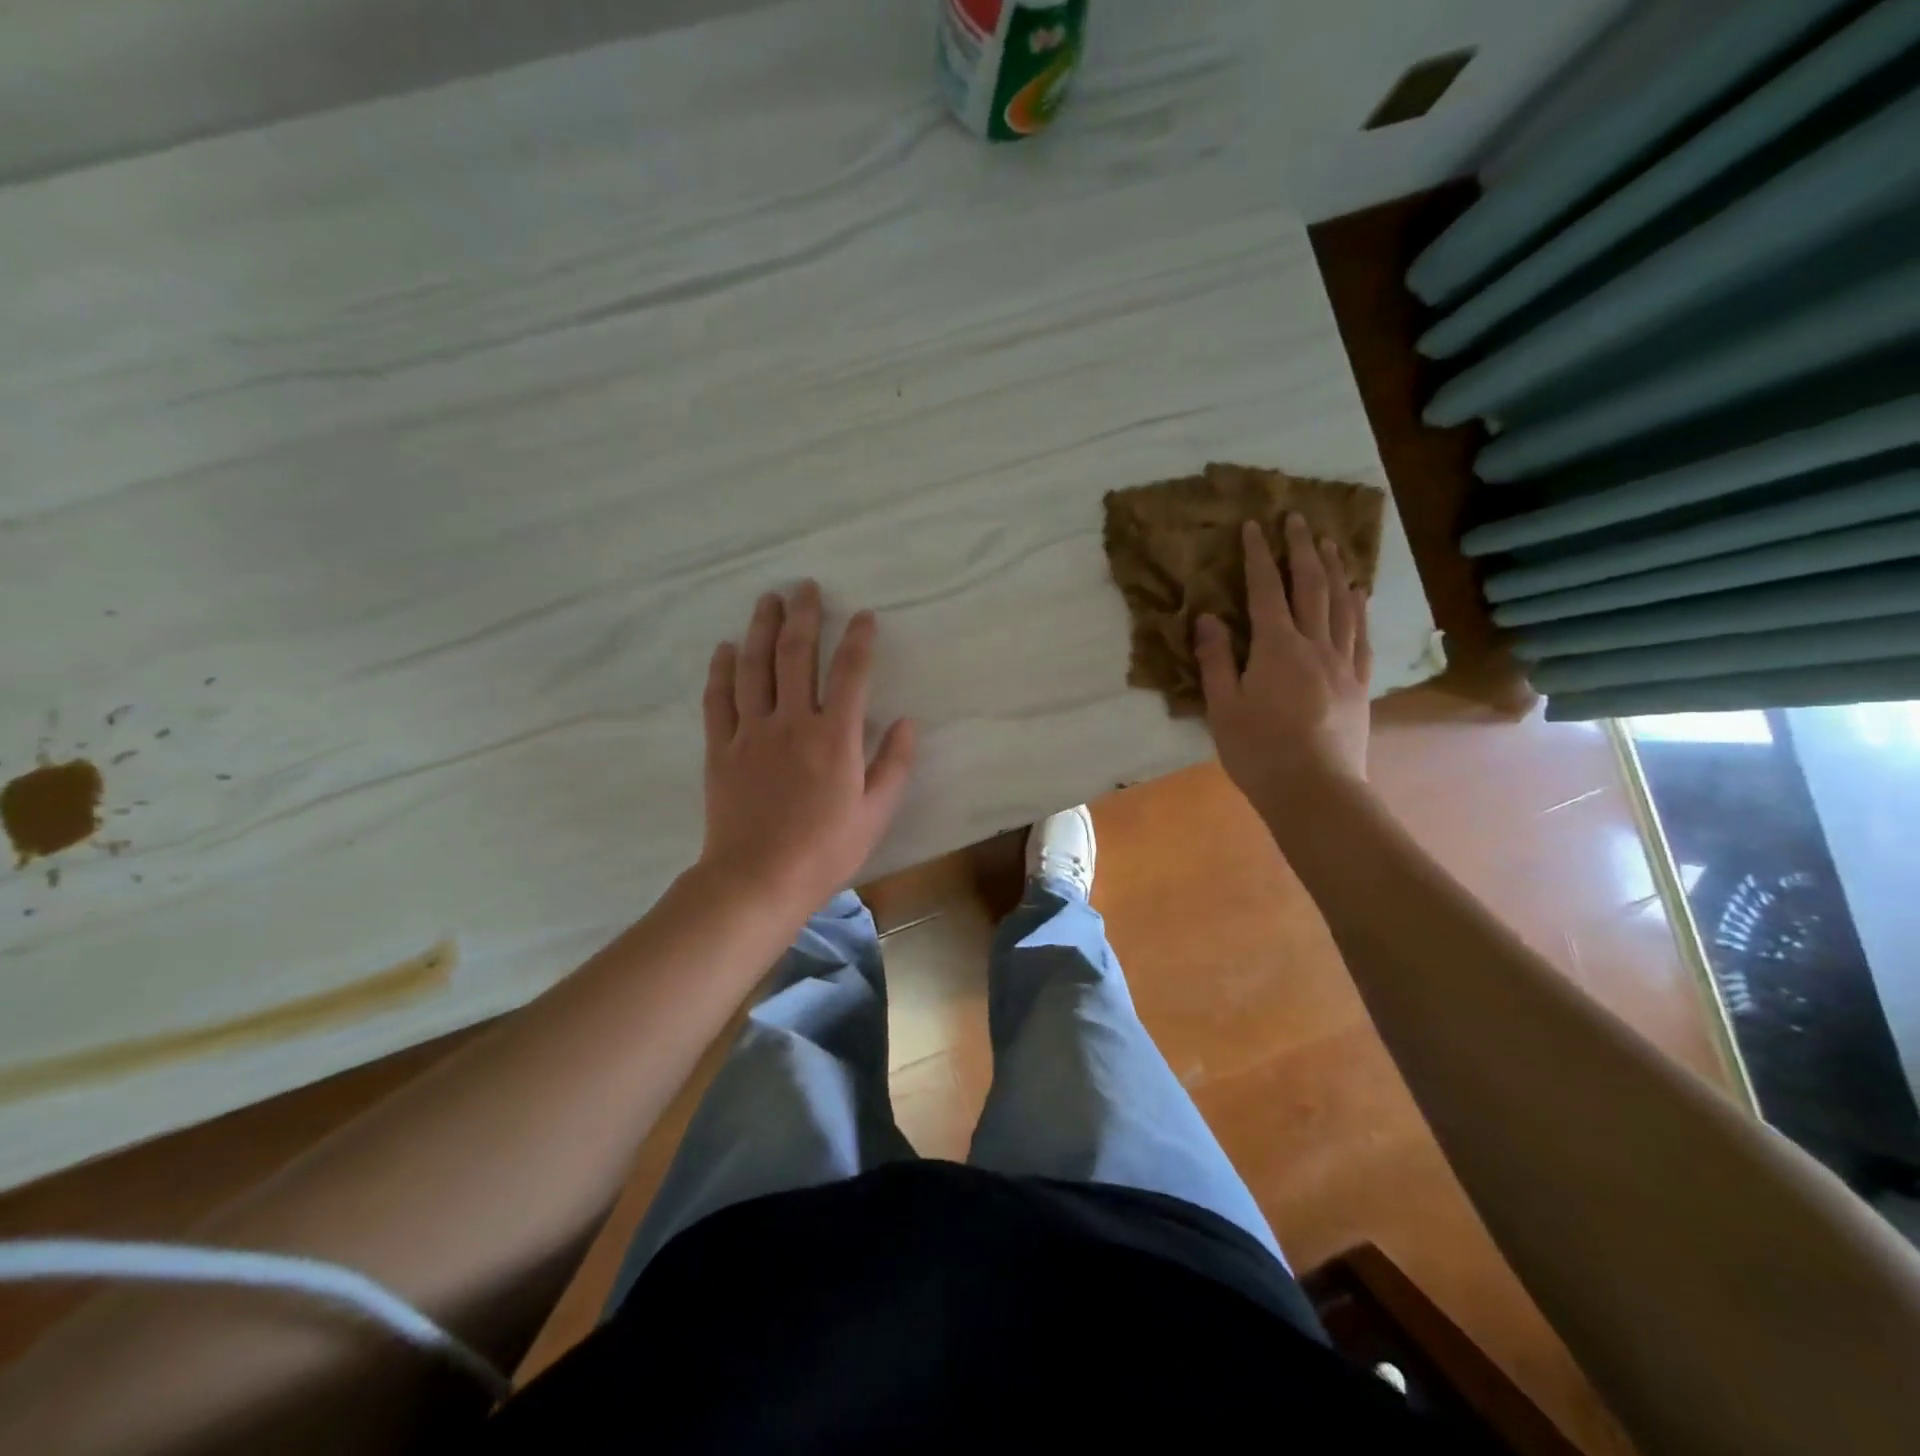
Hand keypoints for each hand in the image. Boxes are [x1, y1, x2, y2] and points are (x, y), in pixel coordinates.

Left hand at [698, 582, 915, 911]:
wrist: (757, 880)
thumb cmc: (824, 851)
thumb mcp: (876, 813)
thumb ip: (895, 764)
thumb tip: (908, 722)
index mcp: (835, 736)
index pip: (851, 673)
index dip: (860, 640)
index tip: (864, 616)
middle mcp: (792, 721)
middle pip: (796, 654)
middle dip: (804, 615)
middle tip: (805, 587)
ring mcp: (751, 732)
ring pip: (754, 667)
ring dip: (761, 629)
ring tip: (767, 600)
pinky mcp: (721, 748)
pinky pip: (718, 699)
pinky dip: (720, 670)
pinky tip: (724, 649)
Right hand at [1194, 515, 1370, 809]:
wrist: (1315, 789)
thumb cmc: (1258, 750)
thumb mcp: (1222, 707)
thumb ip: (1216, 659)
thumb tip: (1207, 617)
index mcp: (1275, 648)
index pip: (1266, 590)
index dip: (1259, 555)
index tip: (1255, 525)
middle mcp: (1314, 644)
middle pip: (1311, 586)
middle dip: (1303, 548)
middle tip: (1298, 517)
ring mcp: (1342, 662)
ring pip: (1342, 603)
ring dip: (1335, 568)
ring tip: (1331, 542)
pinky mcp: (1359, 683)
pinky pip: (1361, 634)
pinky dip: (1359, 607)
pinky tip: (1358, 593)